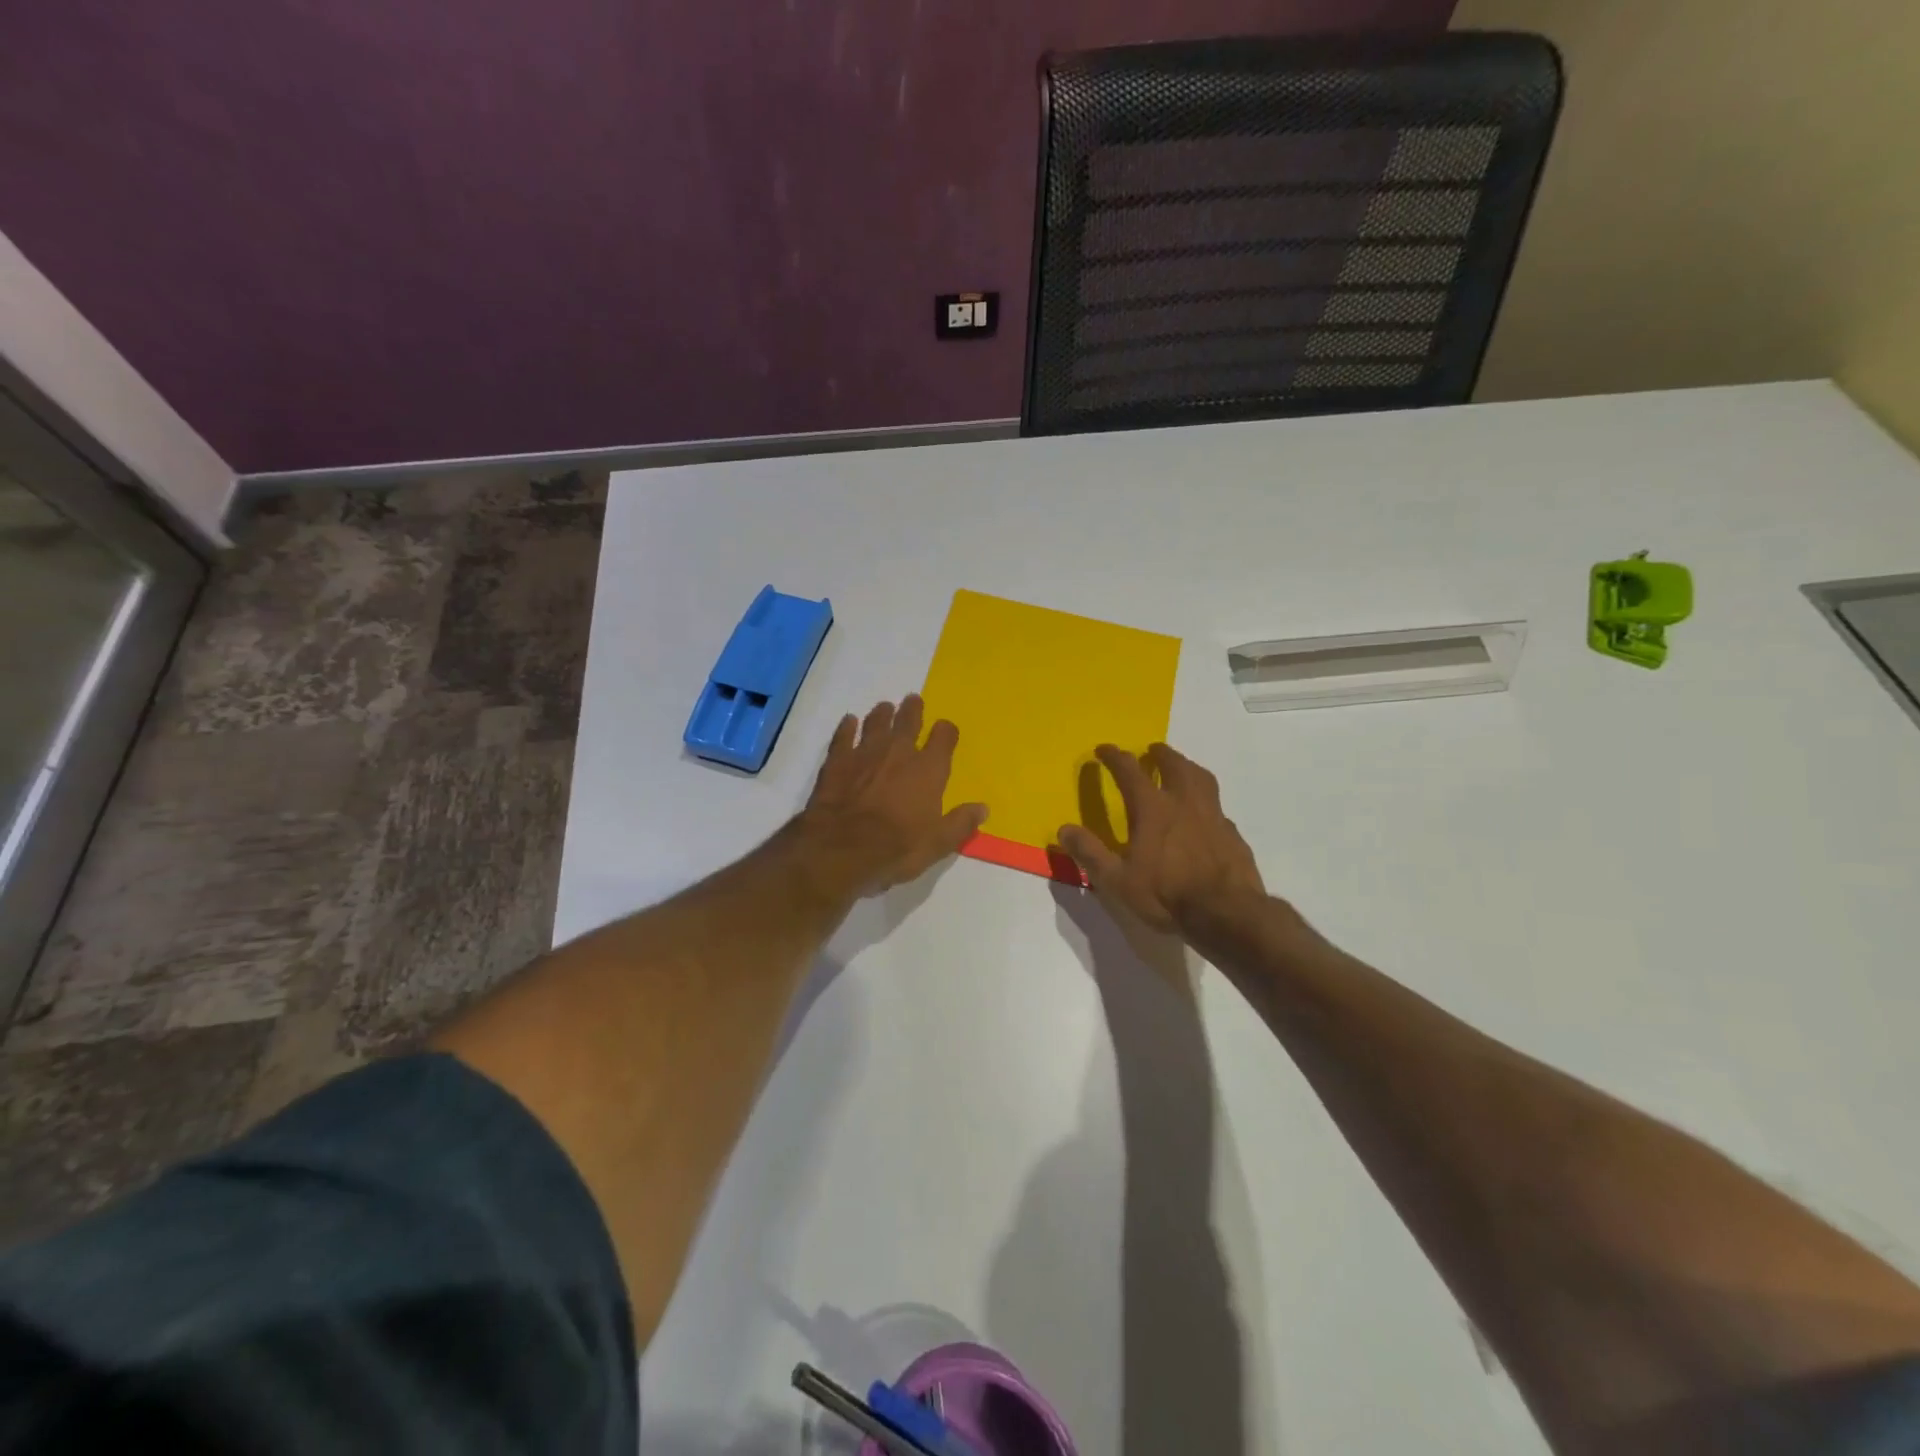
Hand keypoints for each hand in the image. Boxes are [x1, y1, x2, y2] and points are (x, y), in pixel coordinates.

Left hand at [800, 695, 987, 895]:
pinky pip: (843, 736)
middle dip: (912, 710)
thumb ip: (961, 823)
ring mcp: (865, 753)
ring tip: (885, 707)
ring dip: (882, 714)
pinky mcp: (837, 761)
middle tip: (912, 700)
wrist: (843, 847)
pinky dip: (847, 728)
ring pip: (876, 723)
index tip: (945, 730)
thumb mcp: (938, 843)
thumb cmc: (898, 847)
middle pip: (908, 721)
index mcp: (928, 769)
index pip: (943, 738)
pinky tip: (848, 722)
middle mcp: (899, 752)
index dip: (946, 731)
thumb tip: (983, 808)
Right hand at [1057, 743, 1266, 934]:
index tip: (1104, 749)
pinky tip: (1205, 815)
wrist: (1226, 914)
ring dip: (1188, 767)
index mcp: (1153, 808)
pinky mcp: (1233, 834)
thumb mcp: (1118, 880)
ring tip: (1182, 768)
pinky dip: (1207, 802)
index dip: (1114, 757)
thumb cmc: (1166, 894)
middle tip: (1152, 750)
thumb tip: (1064, 829)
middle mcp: (1184, 802)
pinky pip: (1218, 808)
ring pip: (1202, 778)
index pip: (1129, 771)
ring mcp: (1213, 816)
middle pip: (1174, 765)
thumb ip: (1090, 853)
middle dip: (1160, 754)